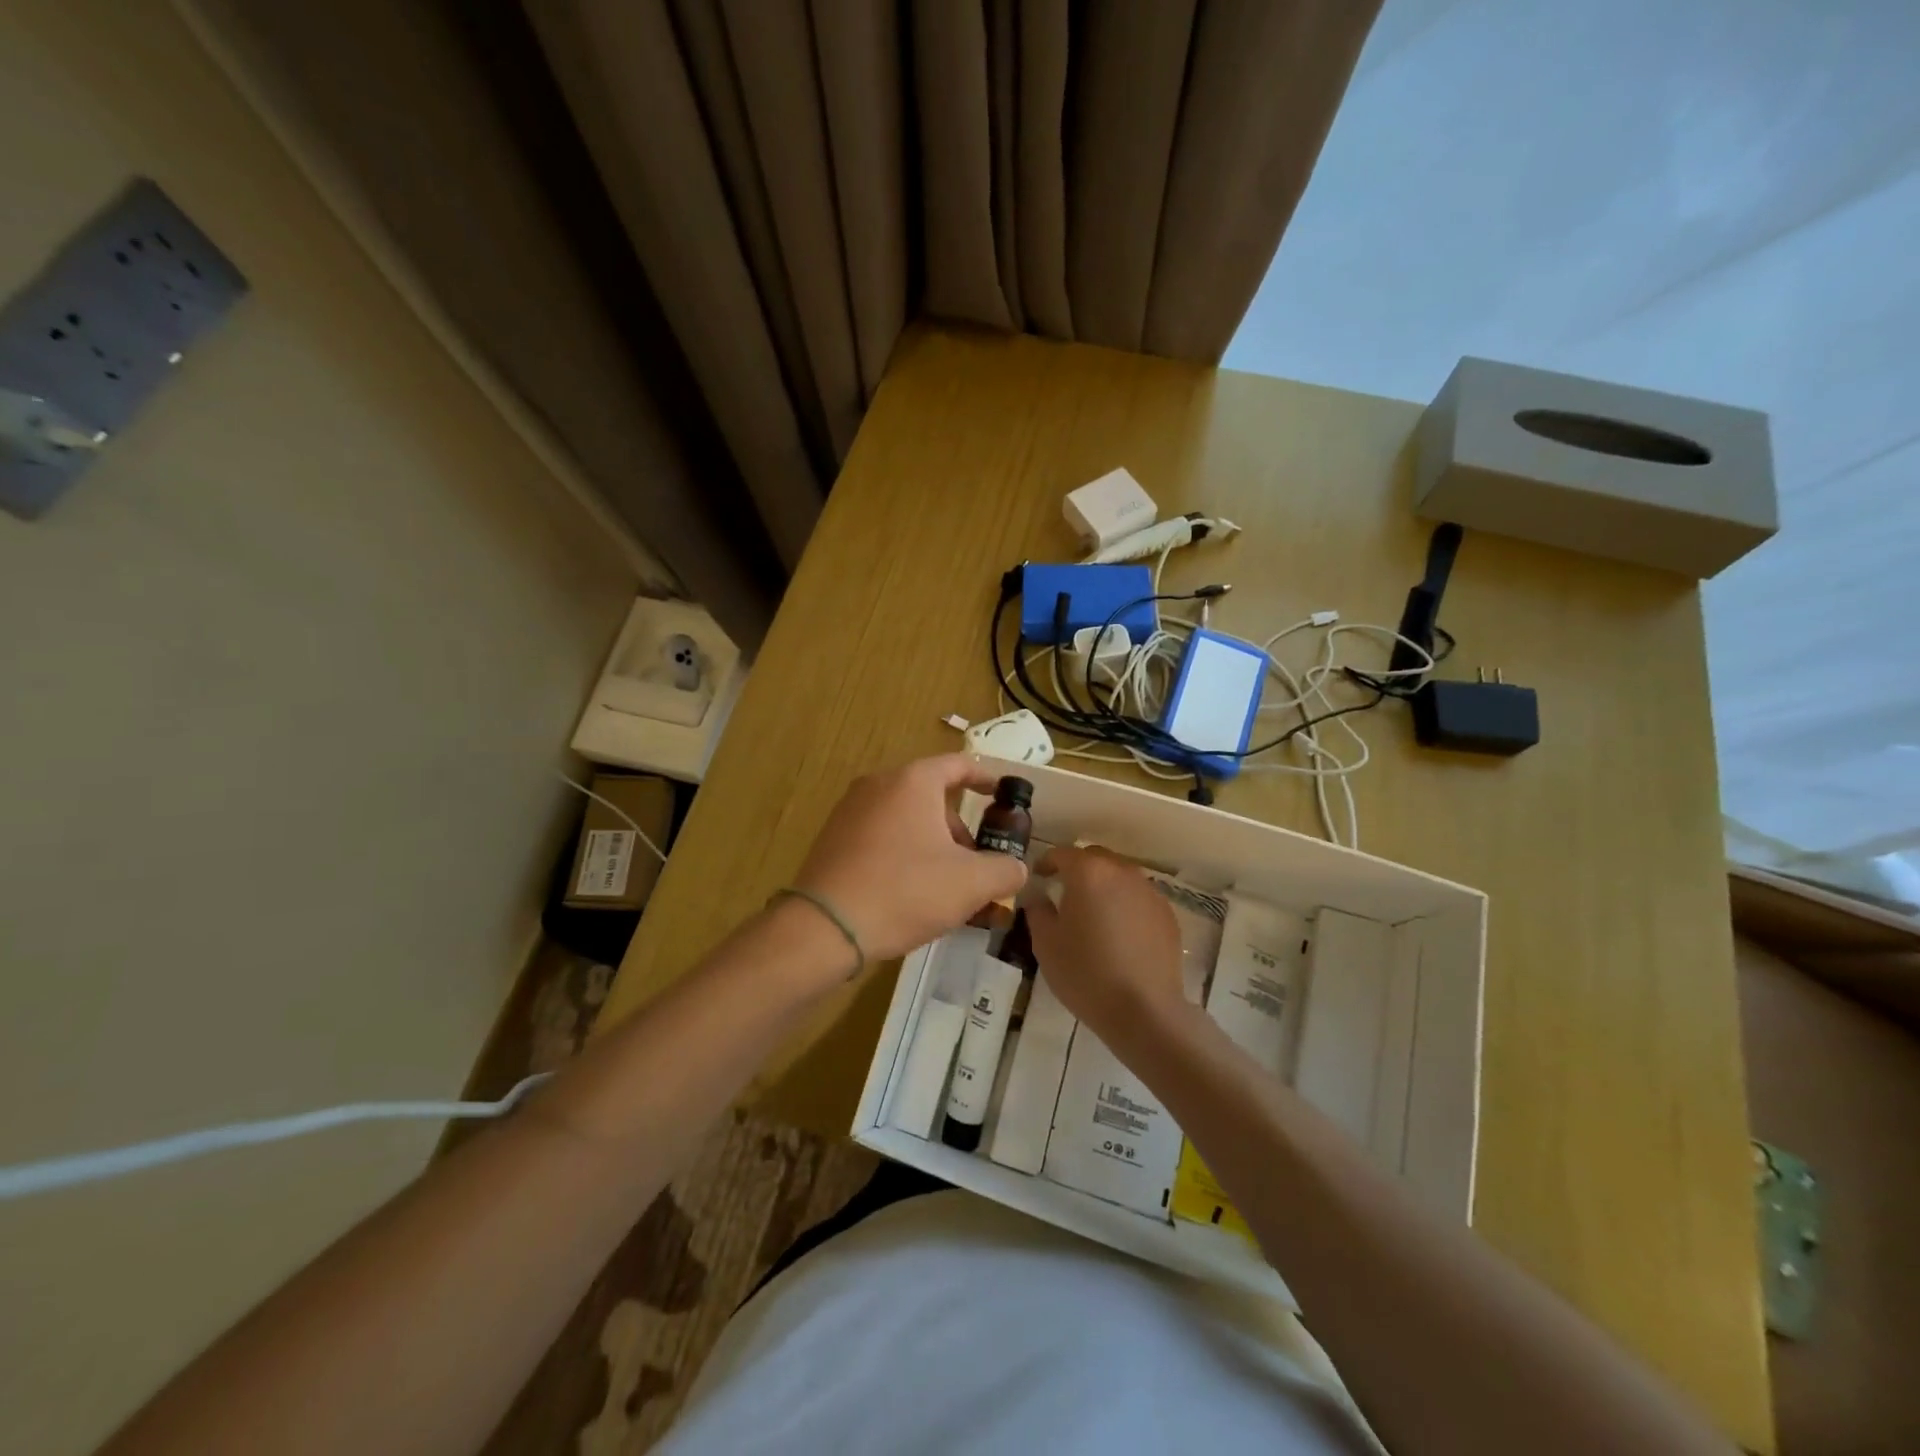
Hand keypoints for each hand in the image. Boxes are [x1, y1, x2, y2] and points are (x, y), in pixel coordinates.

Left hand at [794, 755, 1028, 963]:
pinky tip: (909, 892)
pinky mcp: (833, 838)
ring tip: (945, 887)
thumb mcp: (971, 883)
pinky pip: (881, 836)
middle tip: (975, 865)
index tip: (1002, 794)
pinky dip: (903, 853)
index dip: (985, 778)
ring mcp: (850, 810)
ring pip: (906, 819)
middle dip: (959, 829)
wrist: (825, 926)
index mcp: (913, 781)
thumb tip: (1015, 868)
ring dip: (932, 845)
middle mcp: (879, 784)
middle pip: (932, 797)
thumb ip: (1005, 870)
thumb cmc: (905, 891)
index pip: (959, 765)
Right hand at [1024, 846, 1186, 1047]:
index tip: (1038, 878)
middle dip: (1077, 870)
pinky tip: (1119, 933)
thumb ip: (1038, 911)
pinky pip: (1139, 898)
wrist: (1144, 1010)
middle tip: (1064, 893)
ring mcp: (1149, 891)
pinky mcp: (1167, 914)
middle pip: (1094, 859)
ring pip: (1119, 876)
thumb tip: (1039, 897)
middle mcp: (1122, 872)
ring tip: (1093, 913)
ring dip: (1103, 886)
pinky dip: (1125, 904)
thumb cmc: (1085, 973)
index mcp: (1088, 872)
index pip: (1061, 854)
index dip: (1046, 863)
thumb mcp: (1046, 944)